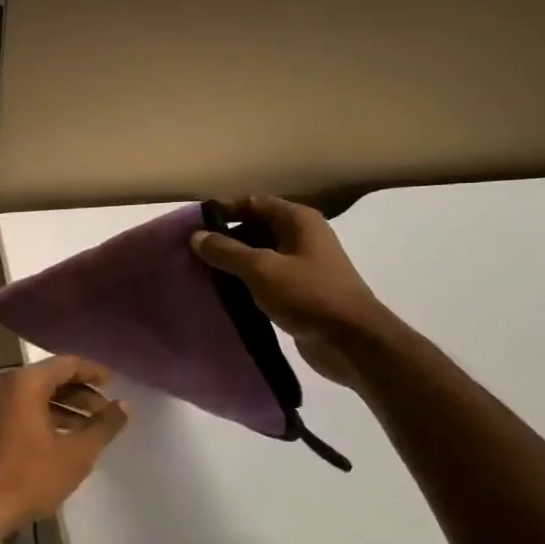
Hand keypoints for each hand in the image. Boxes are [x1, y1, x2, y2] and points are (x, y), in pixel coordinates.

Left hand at [0, 355, 129, 540]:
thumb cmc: (29, 477)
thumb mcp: (76, 454)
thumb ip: (104, 426)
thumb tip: (125, 405)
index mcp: (25, 383)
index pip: (66, 364)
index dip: (92, 372)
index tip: (113, 383)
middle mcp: (3, 386)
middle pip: (48, 379)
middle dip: (79, 394)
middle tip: (103, 411)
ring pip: (32, 397)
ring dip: (61, 409)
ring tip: (86, 430)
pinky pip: (17, 412)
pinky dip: (40, 419)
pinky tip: (57, 442)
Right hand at [190, 195, 390, 386]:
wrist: (352, 341)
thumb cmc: (308, 295)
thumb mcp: (261, 269)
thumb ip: (227, 251)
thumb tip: (197, 236)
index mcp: (298, 220)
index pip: (254, 202)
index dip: (224, 210)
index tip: (193, 224)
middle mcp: (302, 237)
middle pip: (256, 228)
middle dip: (226, 238)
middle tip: (192, 252)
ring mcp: (303, 266)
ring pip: (261, 256)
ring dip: (235, 263)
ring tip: (201, 273)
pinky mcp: (301, 293)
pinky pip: (267, 280)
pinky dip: (247, 283)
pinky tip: (224, 295)